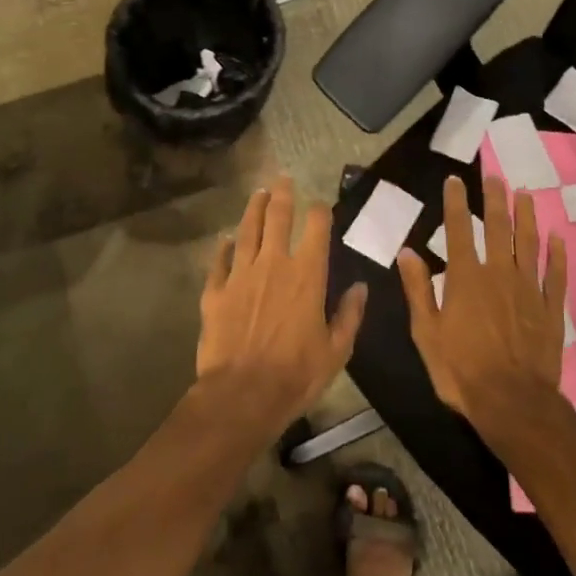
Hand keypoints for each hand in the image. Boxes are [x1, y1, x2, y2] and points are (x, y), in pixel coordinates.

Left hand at [196, 176, 368, 435]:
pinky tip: (225, 240)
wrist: (242, 395)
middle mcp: (273, 264)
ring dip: (254, 209)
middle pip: (277, 218)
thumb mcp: (336, 350)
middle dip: (282, 195)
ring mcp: (241, 275)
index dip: (319, 211)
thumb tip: (360, 287)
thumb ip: (349, 315)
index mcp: (307, 275)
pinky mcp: (215, 292)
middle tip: (283, 179)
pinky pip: (220, 262)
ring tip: (258, 194)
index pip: (316, 229)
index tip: (320, 204)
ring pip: (247, 231)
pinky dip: (223, 248)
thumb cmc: (296, 374)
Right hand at [397, 175, 568, 433]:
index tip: (455, 179)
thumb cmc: (461, 370)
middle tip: (496, 176)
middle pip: (497, 227)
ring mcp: (528, 289)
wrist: (513, 403)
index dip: (455, 202)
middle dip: (495, 199)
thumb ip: (418, 289)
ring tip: (525, 194)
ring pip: (529, 243)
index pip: (458, 230)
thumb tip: (406, 251)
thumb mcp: (426, 333)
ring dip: (526, 217)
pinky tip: (558, 239)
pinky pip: (555, 275)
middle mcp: (499, 274)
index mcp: (466, 278)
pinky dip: (557, 255)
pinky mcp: (550, 309)